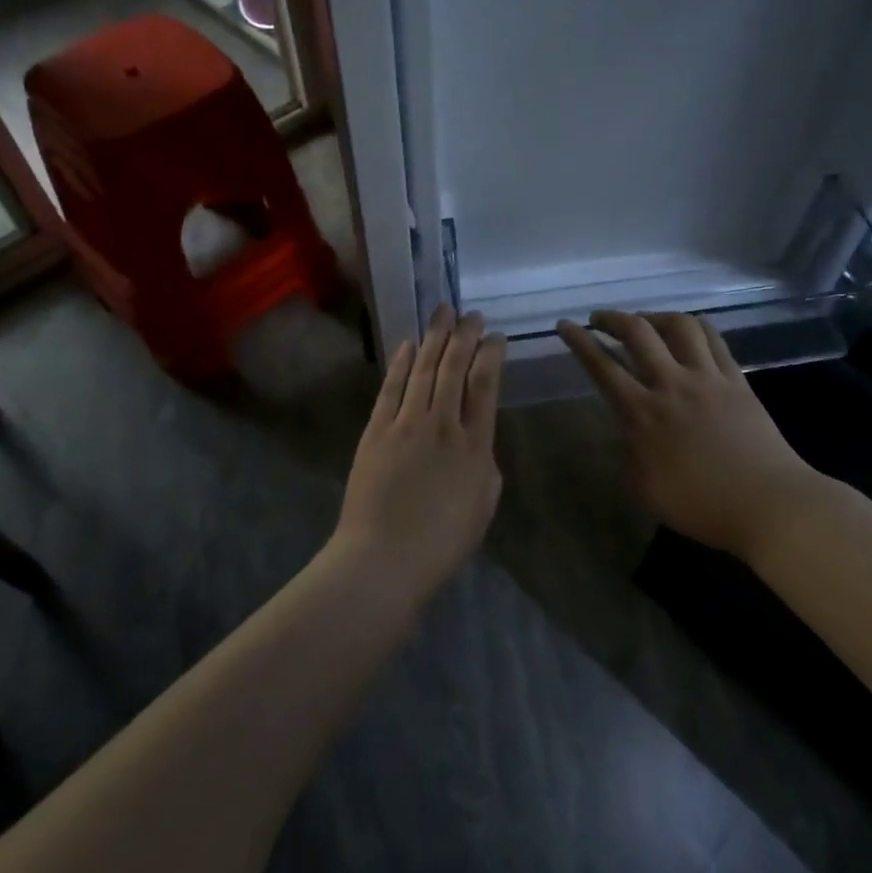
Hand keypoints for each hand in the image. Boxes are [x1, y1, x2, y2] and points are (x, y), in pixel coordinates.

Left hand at [333, 305, 506, 605]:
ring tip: (442, 312)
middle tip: (470, 314)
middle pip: (455, 367)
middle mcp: (443, 424)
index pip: (486, 384)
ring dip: (434, 338)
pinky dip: (401, 363)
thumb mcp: (483, 505)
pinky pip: (391, 388)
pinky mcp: (376, 431)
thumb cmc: (441, 542)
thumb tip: (476, 440)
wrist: (383, 560)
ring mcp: (406, 424)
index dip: (491, 354)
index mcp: (475, 445)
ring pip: (423, 369)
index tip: (495, 337)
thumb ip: (484, 464)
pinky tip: (409, 345)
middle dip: (464, 335)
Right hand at [556, 311, 819, 562]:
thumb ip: (630, 453)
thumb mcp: (645, 489)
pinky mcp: (737, 379)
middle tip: (600, 320)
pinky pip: (713, 339)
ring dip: (654, 316)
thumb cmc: (701, 506)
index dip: (580, 342)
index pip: (602, 367)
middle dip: (612, 318)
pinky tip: (687, 330)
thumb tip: (628, 430)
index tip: (565, 326)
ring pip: (679, 325)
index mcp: (643, 414)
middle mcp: (672, 385)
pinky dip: (693, 326)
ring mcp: (708, 378)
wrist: (767, 504)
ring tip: (645, 322)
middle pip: (638, 333)